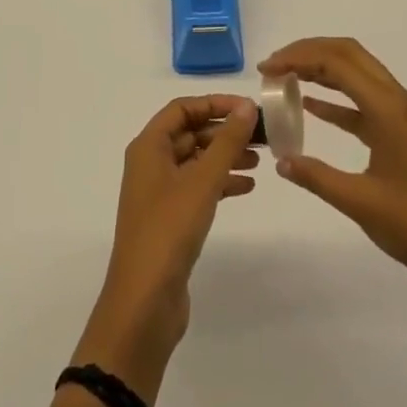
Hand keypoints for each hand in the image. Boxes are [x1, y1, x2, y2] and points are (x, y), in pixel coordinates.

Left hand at [78, 96, 258, 398]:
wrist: (144, 302)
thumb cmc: (169, 230)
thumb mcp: (202, 181)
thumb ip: (226, 142)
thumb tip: (246, 106)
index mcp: (149, 147)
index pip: (182, 109)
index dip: (214, 103)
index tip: (248, 108)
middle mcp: (151, 163)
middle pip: (191, 133)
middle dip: (225, 131)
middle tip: (262, 135)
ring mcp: (160, 193)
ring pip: (197, 161)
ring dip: (226, 156)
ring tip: (260, 160)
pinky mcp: (171, 219)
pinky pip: (198, 188)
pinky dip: (221, 183)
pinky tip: (247, 187)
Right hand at [261, 38, 406, 296]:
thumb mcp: (361, 203)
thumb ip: (317, 177)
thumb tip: (281, 160)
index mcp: (388, 108)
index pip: (336, 62)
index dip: (298, 58)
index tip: (266, 70)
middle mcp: (396, 100)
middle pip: (348, 54)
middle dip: (308, 51)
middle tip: (273, 66)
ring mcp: (402, 115)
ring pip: (357, 73)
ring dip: (321, 69)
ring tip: (286, 78)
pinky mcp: (403, 132)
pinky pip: (363, 100)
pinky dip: (336, 97)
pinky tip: (311, 106)